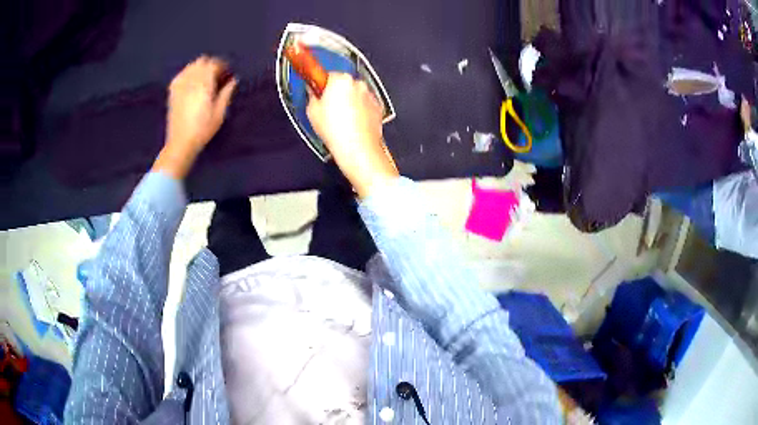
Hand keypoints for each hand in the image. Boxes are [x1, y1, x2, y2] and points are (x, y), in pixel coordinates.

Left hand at [153, 56, 237, 178]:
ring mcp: (180, 84)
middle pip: (202, 61)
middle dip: (211, 65)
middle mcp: (191, 80)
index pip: (214, 63)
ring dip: (200, 68)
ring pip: (191, 65)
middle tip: (218, 75)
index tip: (228, 73)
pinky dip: (188, 74)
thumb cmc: (203, 129)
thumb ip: (226, 93)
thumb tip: (233, 80)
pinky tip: (192, 82)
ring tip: (205, 79)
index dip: (223, 65)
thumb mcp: (219, 113)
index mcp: (204, 83)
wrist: (180, 143)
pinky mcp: (172, 91)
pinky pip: (181, 74)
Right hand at [307, 73, 397, 197]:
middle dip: (336, 94)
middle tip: (328, 110)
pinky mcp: (378, 107)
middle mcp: (358, 83)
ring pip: (356, 94)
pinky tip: (352, 124)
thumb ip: (312, 96)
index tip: (319, 94)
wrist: (358, 148)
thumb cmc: (335, 130)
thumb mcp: (312, 111)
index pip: (328, 75)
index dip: (322, 87)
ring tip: (341, 120)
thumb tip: (313, 92)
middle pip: (344, 84)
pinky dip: (360, 111)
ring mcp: (370, 95)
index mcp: (340, 80)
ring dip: (349, 102)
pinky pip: (365, 104)